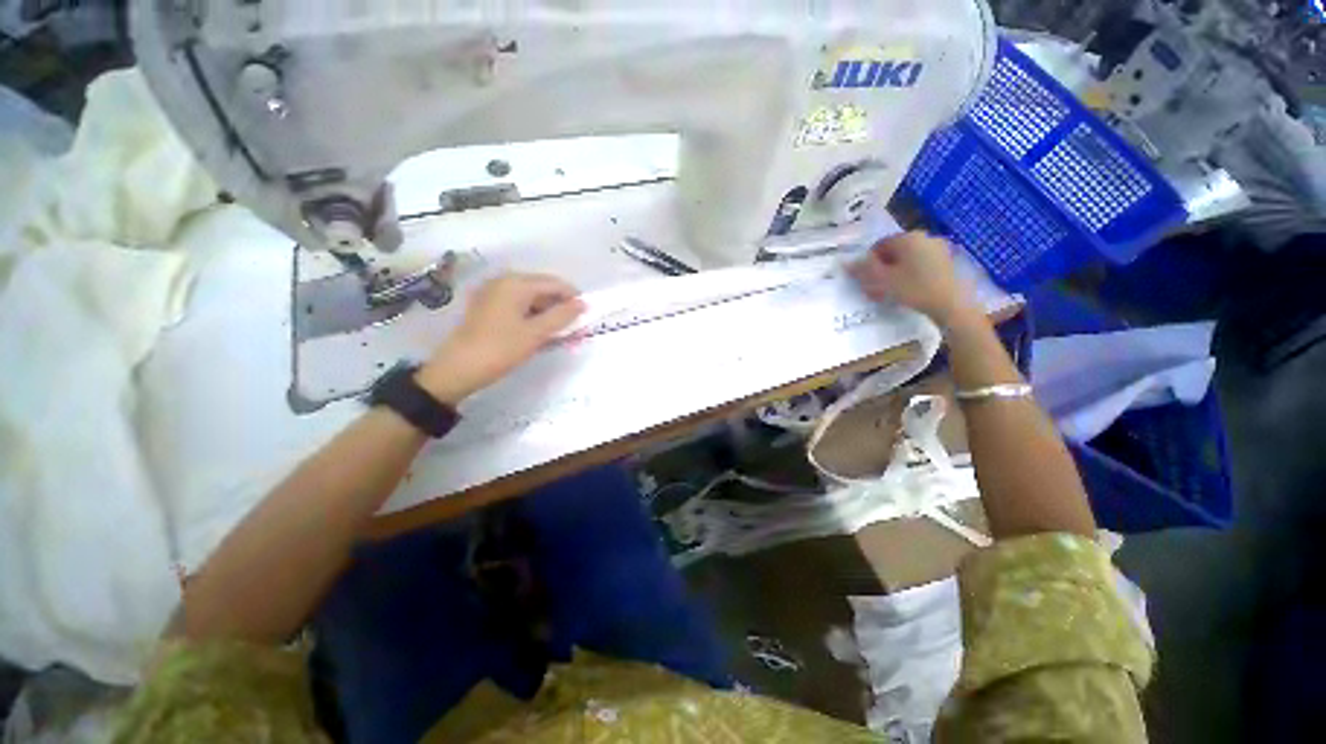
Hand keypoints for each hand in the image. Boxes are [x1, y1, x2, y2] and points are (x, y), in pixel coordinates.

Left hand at [417, 273, 584, 404]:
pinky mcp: (487, 306)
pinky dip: (532, 316)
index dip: (574, 298)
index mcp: (516, 283)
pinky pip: (518, 305)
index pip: (555, 284)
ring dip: (547, 313)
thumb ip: (562, 316)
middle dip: (560, 306)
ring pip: (531, 298)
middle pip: (542, 288)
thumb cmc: (500, 349)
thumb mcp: (536, 334)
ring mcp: (493, 293)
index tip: (587, 315)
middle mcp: (504, 281)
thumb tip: (583, 303)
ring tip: (558, 333)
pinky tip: (538, 332)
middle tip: (573, 327)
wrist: (457, 369)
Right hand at [848, 231, 980, 327]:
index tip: (867, 281)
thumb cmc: (913, 288)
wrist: (951, 303)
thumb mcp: (882, 281)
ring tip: (890, 293)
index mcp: (907, 237)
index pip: (878, 246)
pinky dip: (911, 276)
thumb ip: (863, 270)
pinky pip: (921, 265)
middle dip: (882, 269)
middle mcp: (924, 237)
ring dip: (895, 274)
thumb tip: (845, 263)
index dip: (869, 264)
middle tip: (876, 289)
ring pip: (907, 260)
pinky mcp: (946, 262)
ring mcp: (938, 248)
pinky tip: (909, 291)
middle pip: (893, 253)